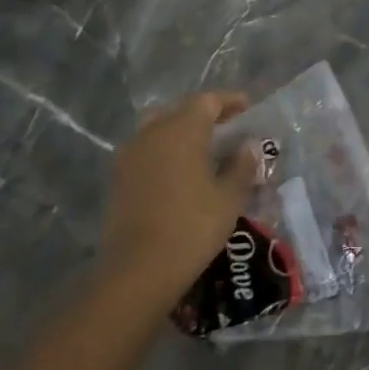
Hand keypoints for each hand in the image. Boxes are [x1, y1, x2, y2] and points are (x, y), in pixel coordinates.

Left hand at [100, 92, 262, 311]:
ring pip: (159, 127)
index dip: (229, 101)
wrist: (139, 269)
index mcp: (182, 129)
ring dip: (182, 131)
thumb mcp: (229, 198)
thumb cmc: (193, 227)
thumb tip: (249, 146)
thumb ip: (242, 166)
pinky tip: (180, 171)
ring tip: (204, 148)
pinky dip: (166, 150)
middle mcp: (153, 132)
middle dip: (205, 114)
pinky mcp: (119, 176)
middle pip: (181, 110)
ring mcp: (131, 153)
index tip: (248, 108)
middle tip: (228, 127)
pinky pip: (147, 149)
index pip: (208, 101)